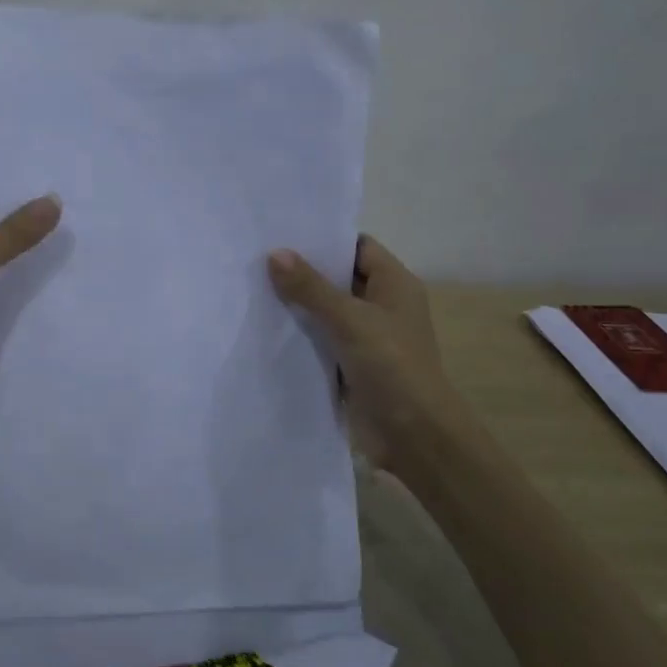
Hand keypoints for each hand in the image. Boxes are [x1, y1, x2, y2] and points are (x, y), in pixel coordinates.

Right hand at [267, 234, 454, 473]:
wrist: (414, 434)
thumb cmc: (391, 365)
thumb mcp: (350, 319)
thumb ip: (311, 287)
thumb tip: (275, 253)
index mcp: (394, 284)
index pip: (357, 247)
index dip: (325, 239)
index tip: (284, 232)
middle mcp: (382, 305)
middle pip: (339, 277)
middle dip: (303, 270)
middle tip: (257, 257)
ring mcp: (367, 336)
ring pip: (327, 310)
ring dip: (298, 304)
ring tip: (253, 286)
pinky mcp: (352, 364)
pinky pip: (322, 339)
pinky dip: (299, 333)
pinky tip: (265, 326)